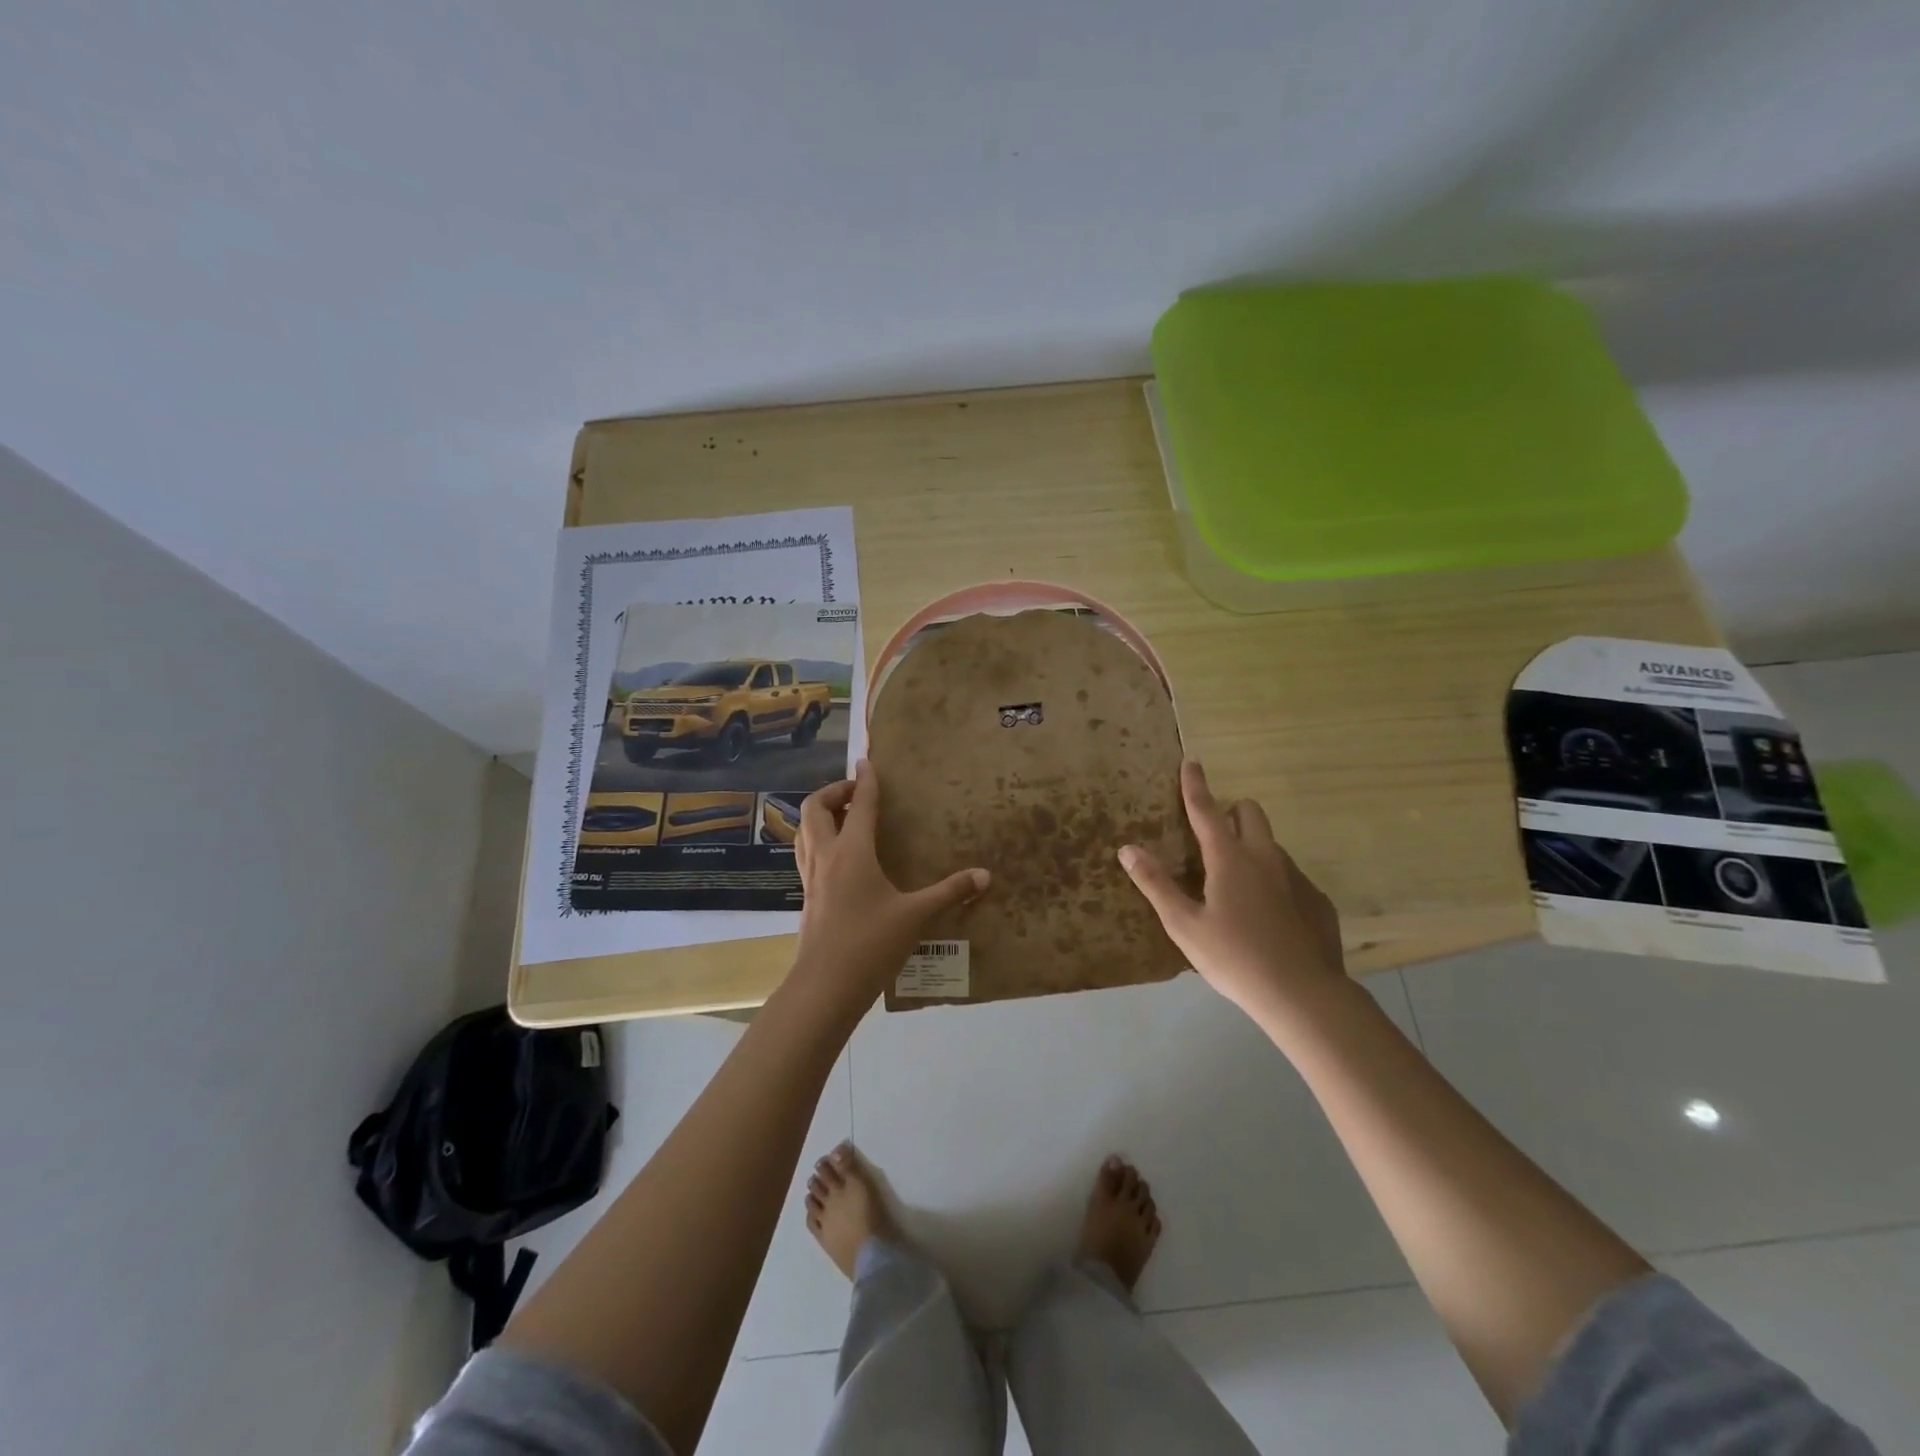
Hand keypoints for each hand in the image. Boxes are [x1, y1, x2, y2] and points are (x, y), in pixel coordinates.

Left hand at [793, 759, 990, 1006]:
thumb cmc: (871, 944)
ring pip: (803, 830)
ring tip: (844, 817)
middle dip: (833, 791)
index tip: (867, 761)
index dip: (865, 780)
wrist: (825, 987)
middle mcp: (826, 856)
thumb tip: (986, 875)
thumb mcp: (916, 916)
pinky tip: (838, 857)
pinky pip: (806, 853)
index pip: (858, 804)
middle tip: (856, 793)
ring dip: (820, 814)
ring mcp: (811, 877)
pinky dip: (818, 839)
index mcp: (852, 852)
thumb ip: (950, 892)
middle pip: (815, 808)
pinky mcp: (806, 896)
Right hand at [1118, 760, 1345, 1024]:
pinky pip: (1290, 877)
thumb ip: (1156, 884)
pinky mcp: (1317, 900)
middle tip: (1212, 837)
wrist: (1304, 995)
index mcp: (1229, 859)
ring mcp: (1296, 877)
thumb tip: (1128, 849)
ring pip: (1270, 845)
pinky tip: (1267, 919)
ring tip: (1236, 889)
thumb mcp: (1184, 925)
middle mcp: (1265, 857)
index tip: (1191, 761)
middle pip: (1250, 812)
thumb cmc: (1234, 958)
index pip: (1206, 810)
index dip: (1195, 785)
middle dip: (1231, 811)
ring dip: (1251, 849)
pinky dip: (1273, 883)